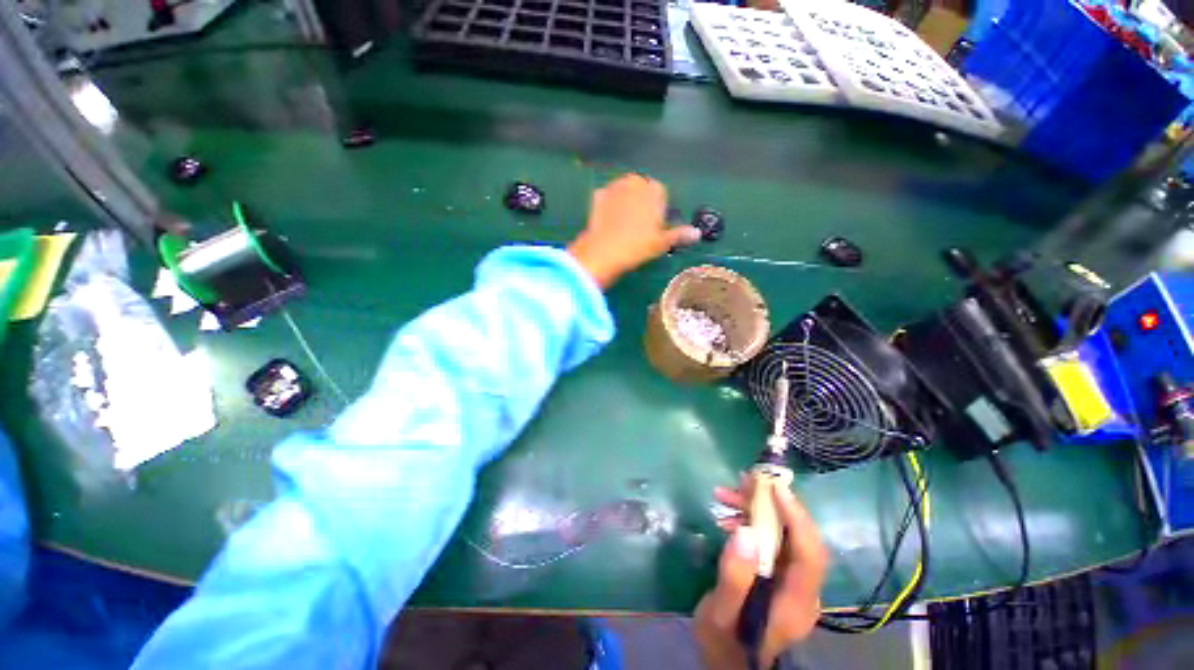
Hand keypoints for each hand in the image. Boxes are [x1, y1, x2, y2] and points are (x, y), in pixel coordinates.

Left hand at [567, 174, 700, 288]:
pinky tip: (609, 220)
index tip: (655, 223)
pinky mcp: (598, 195)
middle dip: (642, 201)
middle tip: (640, 224)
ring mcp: (614, 187)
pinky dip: (609, 204)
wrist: (605, 251)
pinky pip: (607, 196)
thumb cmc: (637, 246)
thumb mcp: (662, 242)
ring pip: (624, 190)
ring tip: (624, 223)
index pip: (660, 192)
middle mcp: (634, 182)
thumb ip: (680, 234)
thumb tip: (696, 233)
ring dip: (626, 200)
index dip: (658, 207)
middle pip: (642, 187)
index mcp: (653, 190)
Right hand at [694, 479, 828, 669]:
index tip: (775, 488)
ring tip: (724, 493)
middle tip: (742, 481)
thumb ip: (735, 577)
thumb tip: (746, 531)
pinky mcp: (775, 573)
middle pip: (796, 537)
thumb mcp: (722, 614)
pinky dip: (749, 521)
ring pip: (781, 534)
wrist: (726, 660)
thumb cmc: (724, 642)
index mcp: (796, 601)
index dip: (797, 517)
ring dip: (755, 509)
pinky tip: (727, 517)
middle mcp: (800, 587)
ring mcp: (789, 580)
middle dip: (771, 504)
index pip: (811, 554)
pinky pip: (768, 539)